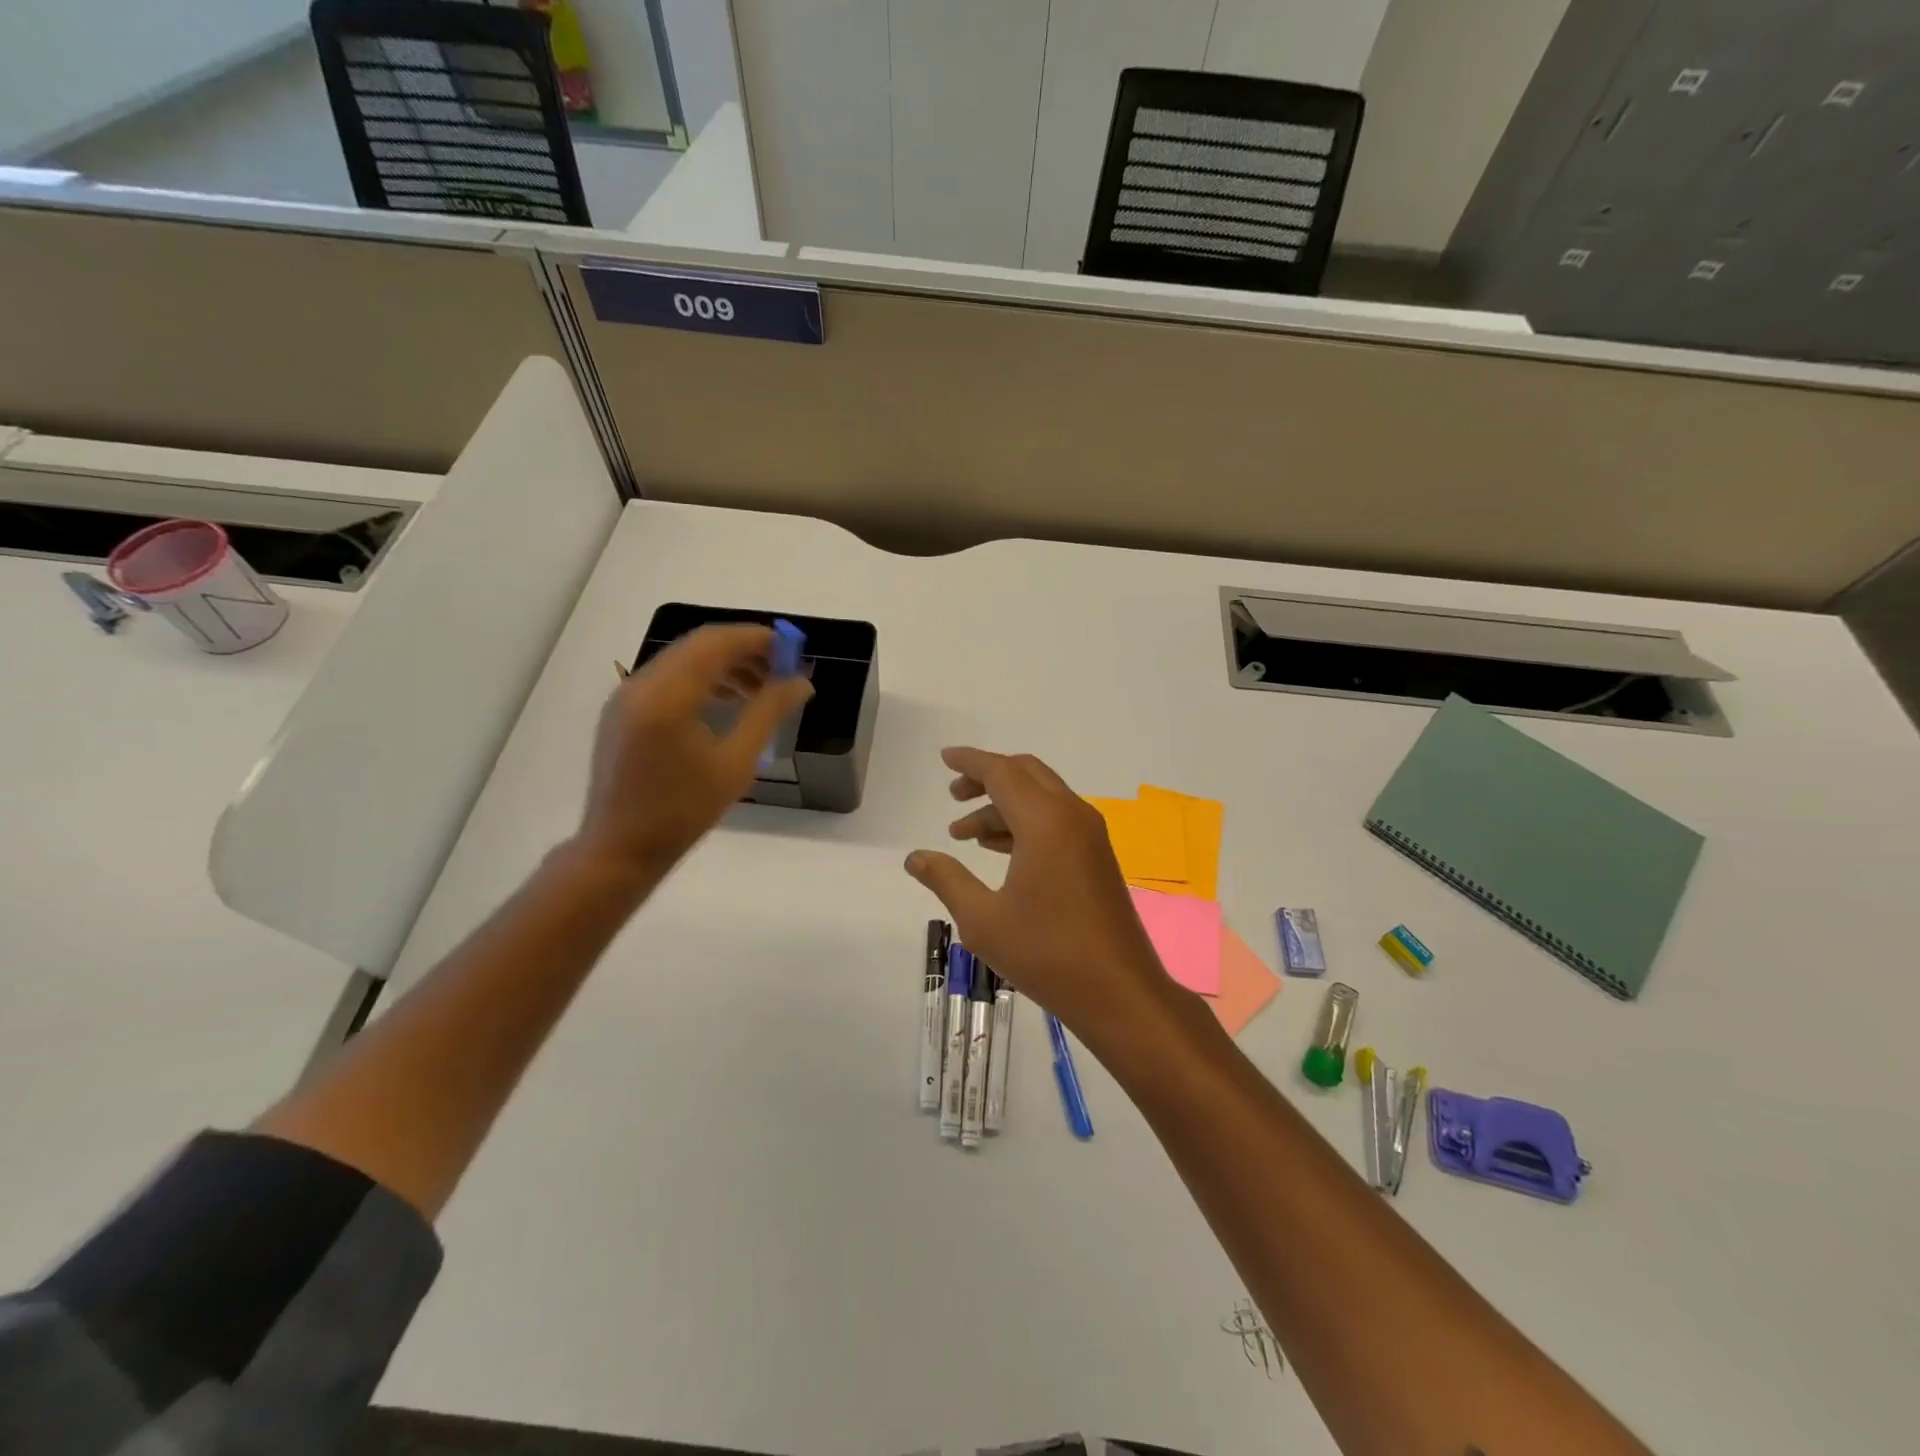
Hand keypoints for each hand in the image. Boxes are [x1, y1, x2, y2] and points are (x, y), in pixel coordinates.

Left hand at [573, 624, 812, 879]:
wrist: (620, 849)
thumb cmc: (683, 812)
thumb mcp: (736, 763)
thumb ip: (769, 713)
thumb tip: (801, 682)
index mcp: (668, 695)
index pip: (717, 643)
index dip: (758, 638)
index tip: (792, 649)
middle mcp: (641, 684)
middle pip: (699, 645)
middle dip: (743, 649)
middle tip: (782, 668)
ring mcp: (627, 695)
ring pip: (683, 659)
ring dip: (723, 663)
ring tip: (759, 689)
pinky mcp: (622, 711)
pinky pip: (667, 677)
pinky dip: (700, 678)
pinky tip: (725, 701)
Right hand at [904, 747, 1187, 1055]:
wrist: (1119, 992)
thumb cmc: (1046, 954)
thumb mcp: (983, 920)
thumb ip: (946, 879)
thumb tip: (914, 857)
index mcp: (1045, 821)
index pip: (1002, 772)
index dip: (970, 762)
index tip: (945, 758)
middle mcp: (1072, 816)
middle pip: (1026, 774)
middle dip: (988, 778)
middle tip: (954, 796)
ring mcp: (1091, 836)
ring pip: (1042, 798)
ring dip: (1004, 805)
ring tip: (966, 834)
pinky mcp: (1098, 857)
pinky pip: (1057, 821)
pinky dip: (1026, 823)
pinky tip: (1001, 851)